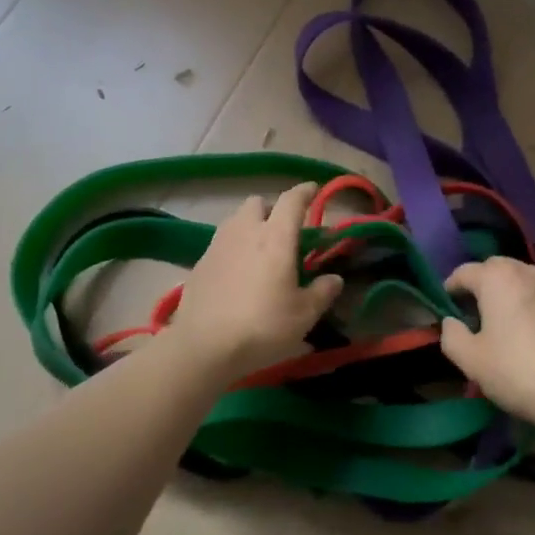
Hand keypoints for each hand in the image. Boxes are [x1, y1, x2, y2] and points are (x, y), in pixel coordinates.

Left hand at [169, 184, 343, 382]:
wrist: (205, 345)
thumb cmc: (263, 326)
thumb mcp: (304, 314)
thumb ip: (322, 292)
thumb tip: (334, 279)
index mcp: (275, 237)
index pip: (292, 200)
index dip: (305, 192)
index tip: (313, 189)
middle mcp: (245, 231)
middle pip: (258, 203)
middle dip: (272, 209)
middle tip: (284, 231)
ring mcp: (218, 245)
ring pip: (236, 220)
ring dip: (250, 225)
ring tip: (260, 250)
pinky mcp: (200, 263)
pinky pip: (221, 243)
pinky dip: (234, 248)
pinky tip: (238, 273)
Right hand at [440, 258, 534, 430]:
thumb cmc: (516, 370)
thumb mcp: (470, 360)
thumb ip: (451, 335)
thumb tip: (451, 322)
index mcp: (497, 278)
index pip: (464, 272)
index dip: (450, 287)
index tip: (445, 305)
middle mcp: (527, 272)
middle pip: (496, 268)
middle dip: (481, 283)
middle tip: (473, 310)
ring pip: (522, 278)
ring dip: (508, 291)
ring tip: (502, 317)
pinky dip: (530, 302)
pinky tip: (530, 328)